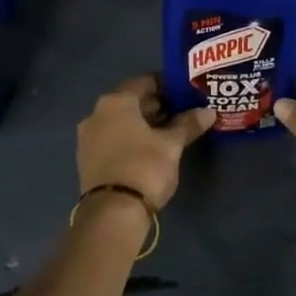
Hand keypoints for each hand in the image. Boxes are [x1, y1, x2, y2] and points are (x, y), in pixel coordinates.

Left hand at [76, 76, 213, 211]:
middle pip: (131, 102)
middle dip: (155, 106)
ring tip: (169, 133)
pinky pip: (113, 139)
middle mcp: (96, 113)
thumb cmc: (144, 167)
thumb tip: (208, 111)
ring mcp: (88, 138)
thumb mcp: (171, 145)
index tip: (185, 93)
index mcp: (116, 102)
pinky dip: (130, 139)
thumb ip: (188, 124)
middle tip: (181, 113)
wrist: (111, 213)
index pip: (145, 82)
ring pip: (121, 122)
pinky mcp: (87, 160)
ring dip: (143, 124)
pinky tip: (149, 150)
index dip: (166, 86)